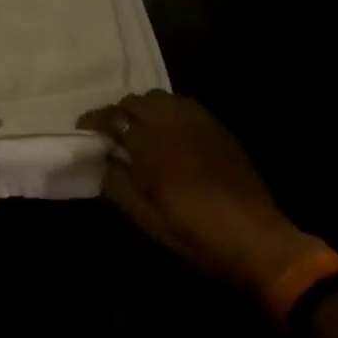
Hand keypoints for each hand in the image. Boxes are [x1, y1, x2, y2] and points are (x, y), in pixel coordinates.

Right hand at [80, 91, 322, 308]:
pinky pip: (184, 107)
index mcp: (149, 140)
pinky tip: (169, 135)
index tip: (82, 131)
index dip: (94, 121)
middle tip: (110, 134)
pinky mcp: (218, 128)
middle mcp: (172, 120)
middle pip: (136, 100)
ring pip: (161, 98)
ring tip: (139, 132)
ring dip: (144, 110)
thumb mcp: (144, 217)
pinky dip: (168, 113)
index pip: (112, 116)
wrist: (255, 239)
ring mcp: (199, 120)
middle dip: (118, 113)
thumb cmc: (192, 232)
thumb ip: (115, 183)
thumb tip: (101, 161)